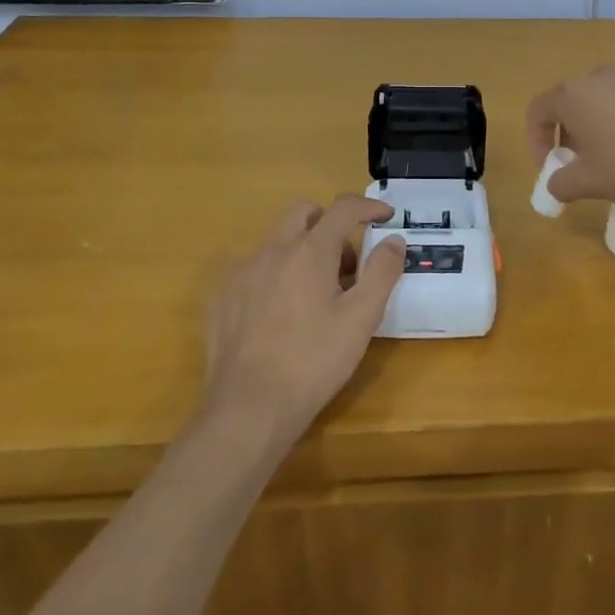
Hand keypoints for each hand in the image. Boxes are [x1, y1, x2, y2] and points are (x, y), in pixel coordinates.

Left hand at [202, 196, 403, 453]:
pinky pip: (254, 269)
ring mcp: (242, 272)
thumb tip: (393, 240)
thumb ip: (382, 272)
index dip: (368, 206)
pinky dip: (275, 276)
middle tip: (346, 262)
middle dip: (329, 224)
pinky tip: (281, 315)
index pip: (343, 208)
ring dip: (302, 251)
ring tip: (316, 295)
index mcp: (309, 251)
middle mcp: (272, 250)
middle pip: (304, 212)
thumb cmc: (314, 360)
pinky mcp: (221, 297)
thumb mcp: (362, 318)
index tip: (385, 216)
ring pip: (277, 242)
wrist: (249, 407)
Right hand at [526, 65, 614, 208]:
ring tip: (614, 156)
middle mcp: (600, 76)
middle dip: (569, 133)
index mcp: (573, 95)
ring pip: (604, 99)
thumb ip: (561, 183)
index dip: (536, 140)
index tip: (549, 166)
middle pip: (571, 102)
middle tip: (579, 162)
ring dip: (599, 125)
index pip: (538, 110)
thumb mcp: (588, 183)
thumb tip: (554, 186)